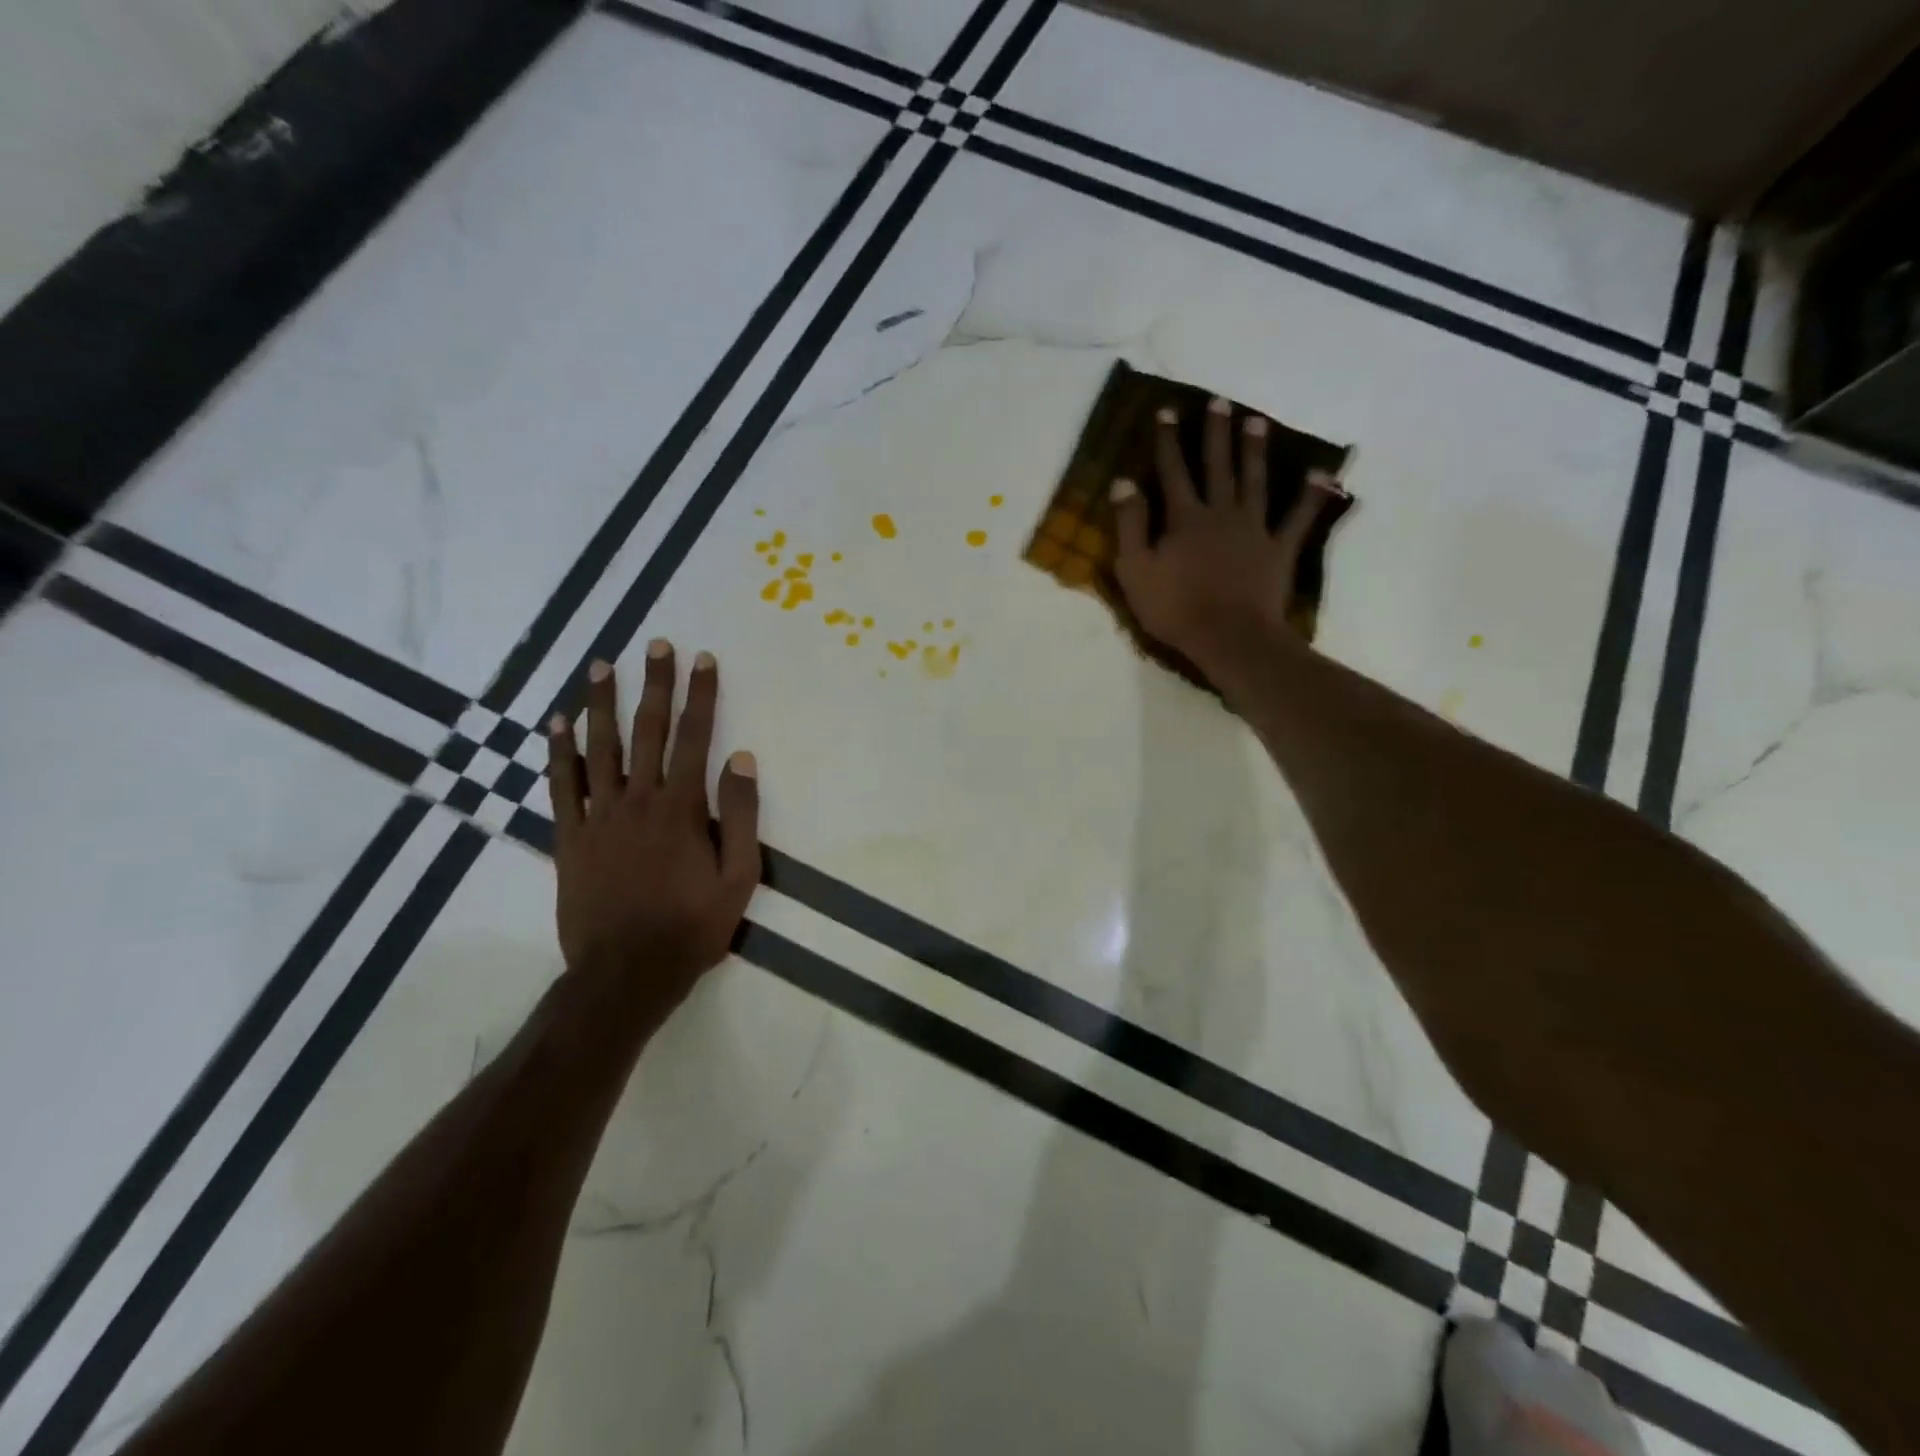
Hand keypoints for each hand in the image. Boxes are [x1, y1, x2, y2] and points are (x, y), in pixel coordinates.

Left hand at [547, 641, 759, 1010]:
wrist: (626, 973)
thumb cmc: (691, 926)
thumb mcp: (739, 877)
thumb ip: (740, 815)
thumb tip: (741, 758)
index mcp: (682, 807)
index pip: (696, 737)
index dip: (701, 695)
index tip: (703, 659)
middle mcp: (638, 800)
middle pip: (647, 730)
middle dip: (654, 684)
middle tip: (655, 644)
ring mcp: (598, 816)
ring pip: (599, 747)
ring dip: (602, 703)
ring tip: (602, 665)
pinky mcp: (570, 837)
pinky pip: (562, 785)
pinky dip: (559, 752)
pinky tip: (558, 722)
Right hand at [1112, 397, 1341, 681]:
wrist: (1229, 637)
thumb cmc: (1175, 608)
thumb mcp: (1135, 569)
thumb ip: (1129, 525)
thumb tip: (1123, 483)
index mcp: (1184, 518)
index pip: (1173, 471)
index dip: (1168, 441)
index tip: (1167, 411)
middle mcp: (1221, 512)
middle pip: (1217, 466)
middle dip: (1215, 433)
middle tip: (1219, 402)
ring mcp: (1254, 529)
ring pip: (1255, 481)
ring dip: (1254, 451)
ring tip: (1256, 422)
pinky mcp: (1279, 549)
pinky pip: (1298, 518)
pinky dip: (1311, 496)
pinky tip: (1323, 475)